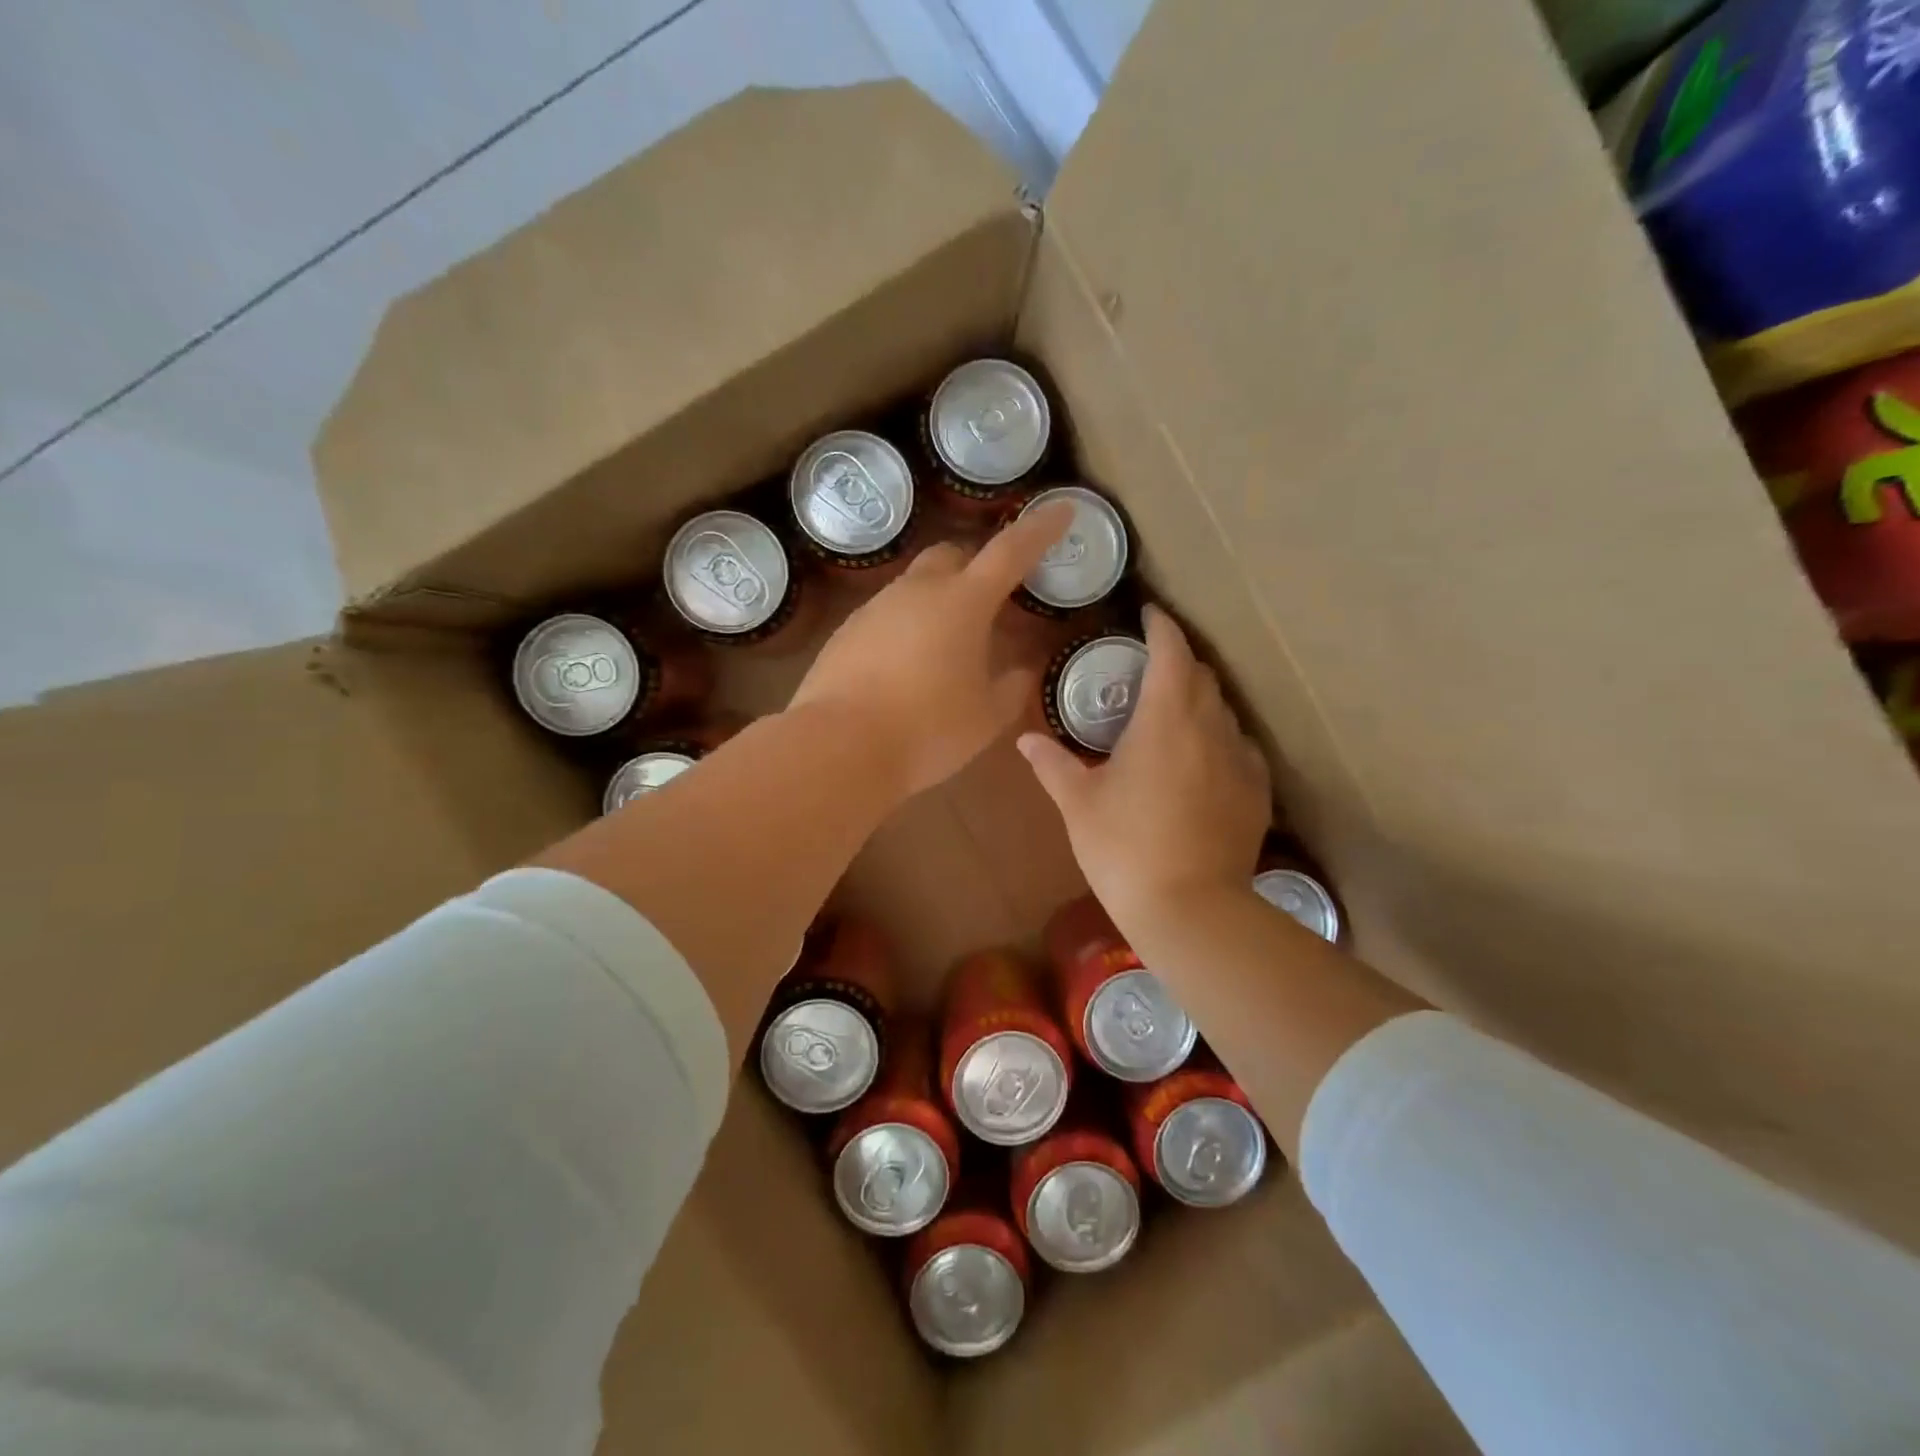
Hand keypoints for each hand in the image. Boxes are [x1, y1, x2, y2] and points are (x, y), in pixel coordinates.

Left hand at [789, 501, 1073, 799]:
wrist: (839, 747)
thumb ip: (1011, 687)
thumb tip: (1020, 670)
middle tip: (992, 599)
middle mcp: (917, 591)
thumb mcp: (986, 717)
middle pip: (952, 555)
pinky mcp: (846, 632)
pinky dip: (906, 628)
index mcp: (963, 602)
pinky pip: (886, 616)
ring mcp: (875, 608)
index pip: (1010, 551)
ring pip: (915, 586)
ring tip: (948, 646)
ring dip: (939, 600)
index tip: (1061, 510)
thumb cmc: (928, 730)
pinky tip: (906, 668)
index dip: (1039, 530)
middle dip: (977, 565)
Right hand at [1017, 604, 1270, 928]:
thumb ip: (1052, 763)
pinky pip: (1239, 747)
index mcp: (1164, 717)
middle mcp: (1210, 726)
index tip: (1148, 614)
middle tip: (1149, 669)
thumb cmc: (1124, 847)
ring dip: (1198, 700)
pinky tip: (1200, 762)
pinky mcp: (1257, 791)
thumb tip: (1025, 739)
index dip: (1161, 625)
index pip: (1171, 650)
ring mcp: (1241, 758)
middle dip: (1178, 661)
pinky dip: (1217, 739)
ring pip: (1223, 710)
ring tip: (1172, 715)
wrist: (1190, 908)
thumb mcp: (1079, 803)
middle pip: (1201, 674)